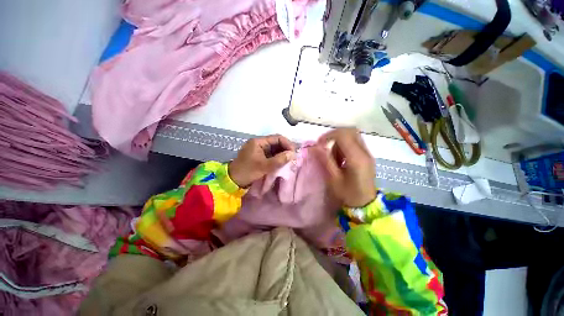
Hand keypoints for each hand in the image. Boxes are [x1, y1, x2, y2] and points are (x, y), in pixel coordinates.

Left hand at [229, 135, 295, 187]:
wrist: (233, 180)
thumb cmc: (247, 171)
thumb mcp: (264, 166)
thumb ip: (279, 160)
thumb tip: (292, 154)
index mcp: (259, 141)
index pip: (277, 138)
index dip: (287, 144)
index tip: (294, 152)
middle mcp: (260, 143)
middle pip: (276, 143)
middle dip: (285, 149)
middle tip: (293, 157)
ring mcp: (260, 150)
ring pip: (275, 149)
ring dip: (282, 154)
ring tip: (289, 160)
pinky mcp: (260, 156)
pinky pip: (272, 155)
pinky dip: (278, 158)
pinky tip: (283, 163)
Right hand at [312, 128, 375, 207]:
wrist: (366, 204)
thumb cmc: (348, 194)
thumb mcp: (334, 178)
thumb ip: (325, 160)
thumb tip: (315, 147)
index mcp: (357, 158)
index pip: (343, 135)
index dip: (329, 136)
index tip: (319, 144)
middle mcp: (364, 152)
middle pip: (350, 131)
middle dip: (334, 135)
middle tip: (324, 145)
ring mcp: (367, 153)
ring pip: (352, 136)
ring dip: (339, 140)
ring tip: (332, 154)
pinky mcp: (367, 156)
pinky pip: (354, 142)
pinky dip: (344, 145)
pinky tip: (340, 157)